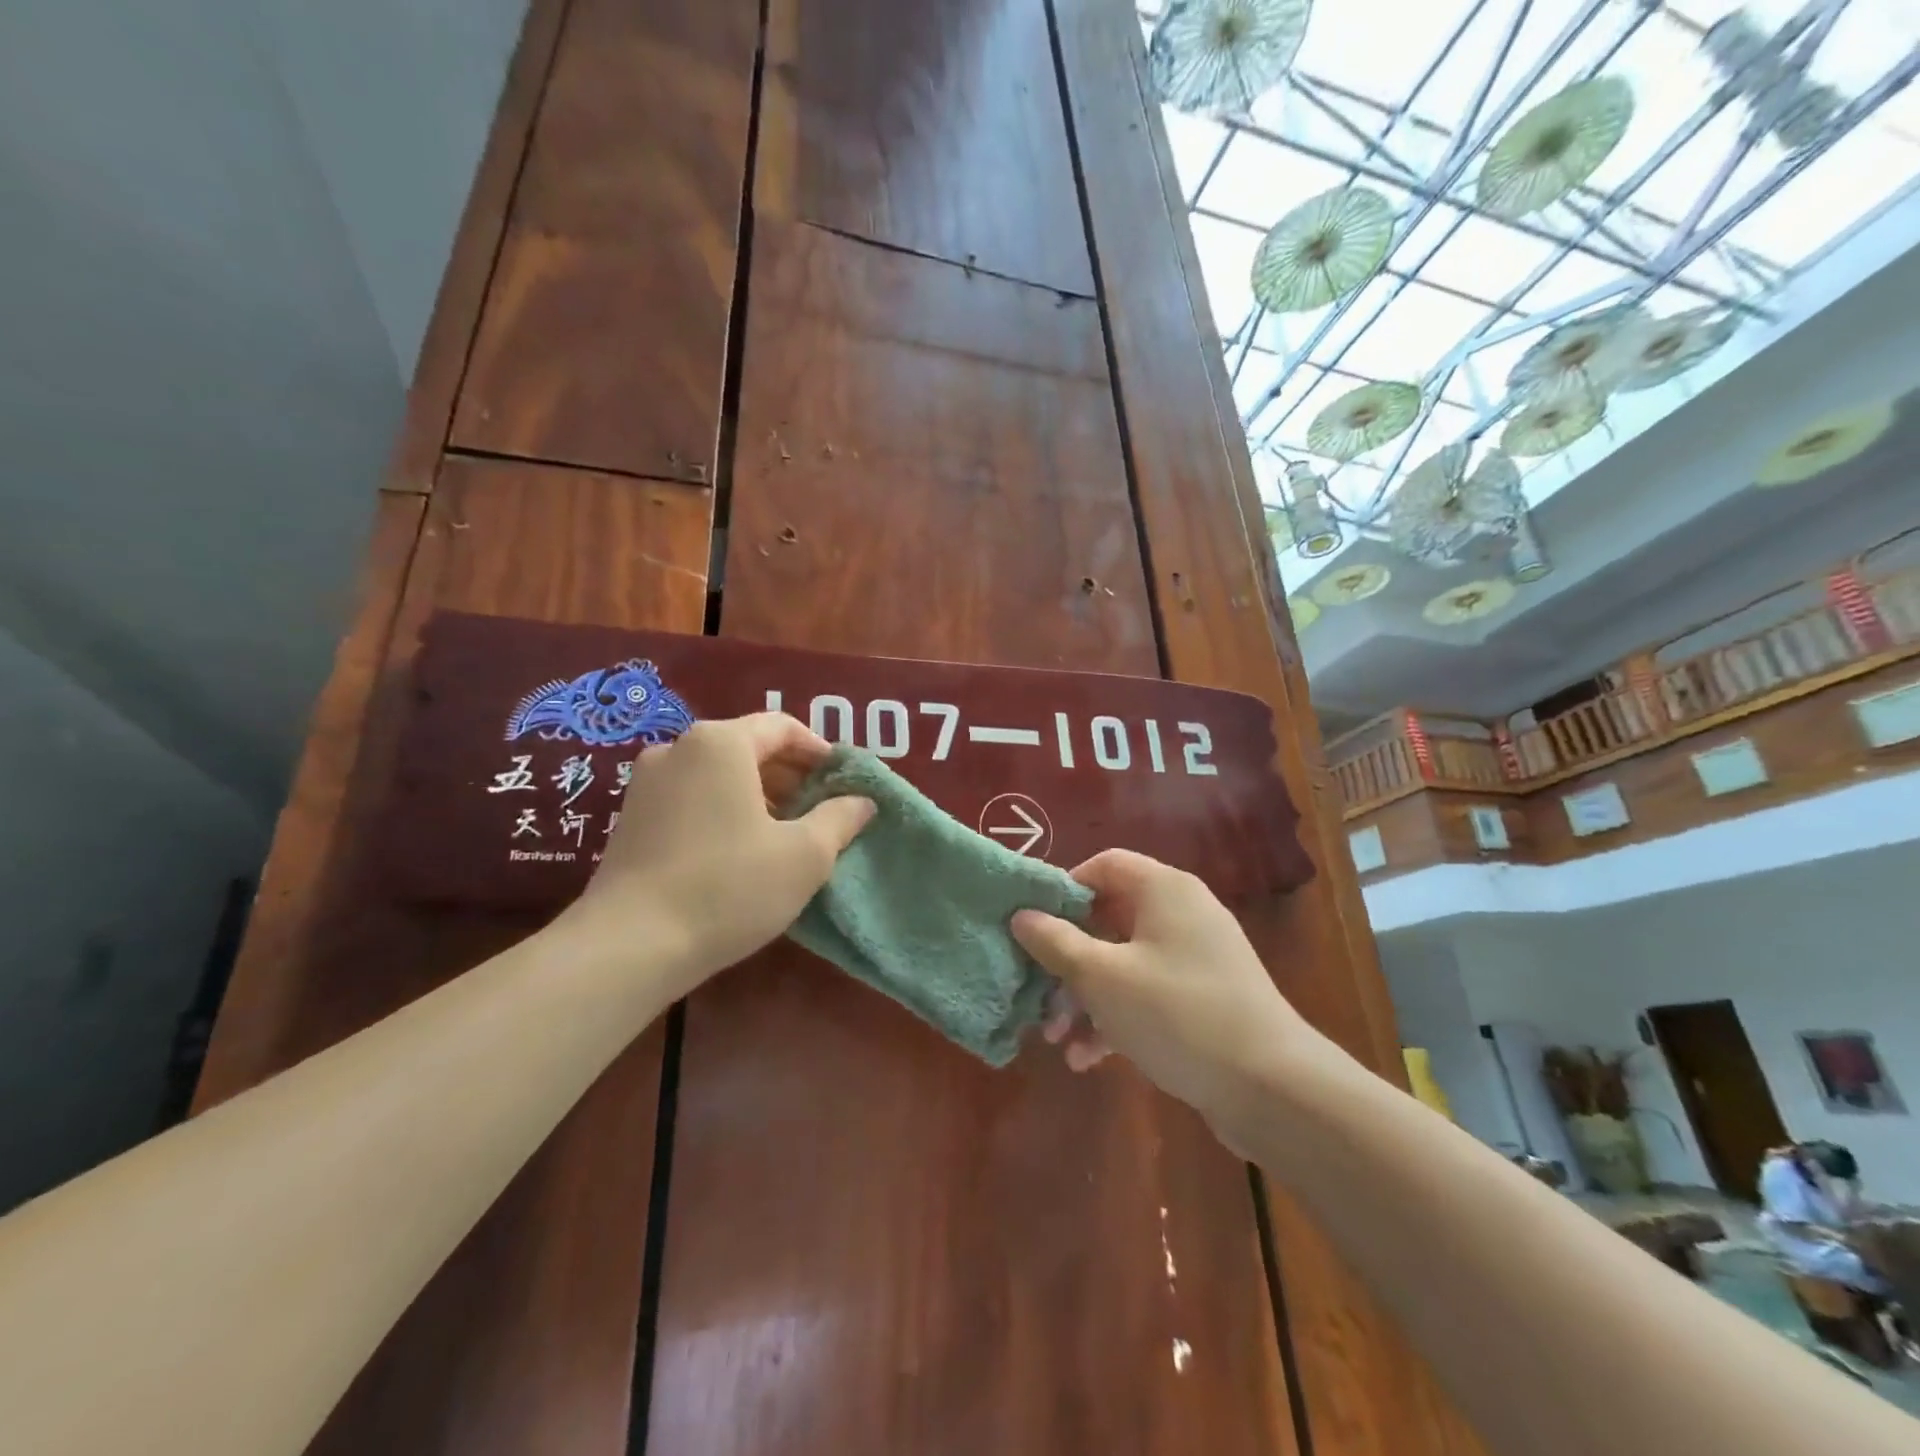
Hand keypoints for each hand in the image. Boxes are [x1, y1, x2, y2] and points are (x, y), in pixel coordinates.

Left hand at [556, 714, 873, 996]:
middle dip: (790, 776)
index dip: (819, 752)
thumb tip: (861, 801)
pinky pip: (691, 798)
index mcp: (720, 743)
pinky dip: (723, 811)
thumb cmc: (728, 887)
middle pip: (748, 748)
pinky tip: (740, 851)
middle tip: (820, 811)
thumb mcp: (805, 855)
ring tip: (785, 834)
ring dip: (758, 796)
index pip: (782, 727)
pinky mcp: (629, 818)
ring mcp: (646, 784)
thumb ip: (840, 819)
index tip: (842, 783)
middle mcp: (677, 749)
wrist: (628, 946)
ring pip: (718, 775)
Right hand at [1011, 850, 1325, 1129]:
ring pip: (1124, 963)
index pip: (1103, 865)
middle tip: (1038, 994)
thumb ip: (1055, 942)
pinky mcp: (1204, 999)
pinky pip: (1148, 994)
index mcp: (1163, 890)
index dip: (1063, 890)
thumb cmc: (1177, 1014)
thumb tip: (1021, 915)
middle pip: (1108, 919)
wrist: (1273, 1089)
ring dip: (1086, 998)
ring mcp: (1196, 958)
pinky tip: (1089, 1059)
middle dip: (1067, 961)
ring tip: (1058, 1039)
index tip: (1033, 926)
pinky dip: (1117, 1018)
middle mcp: (1182, 913)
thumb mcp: (1102, 977)